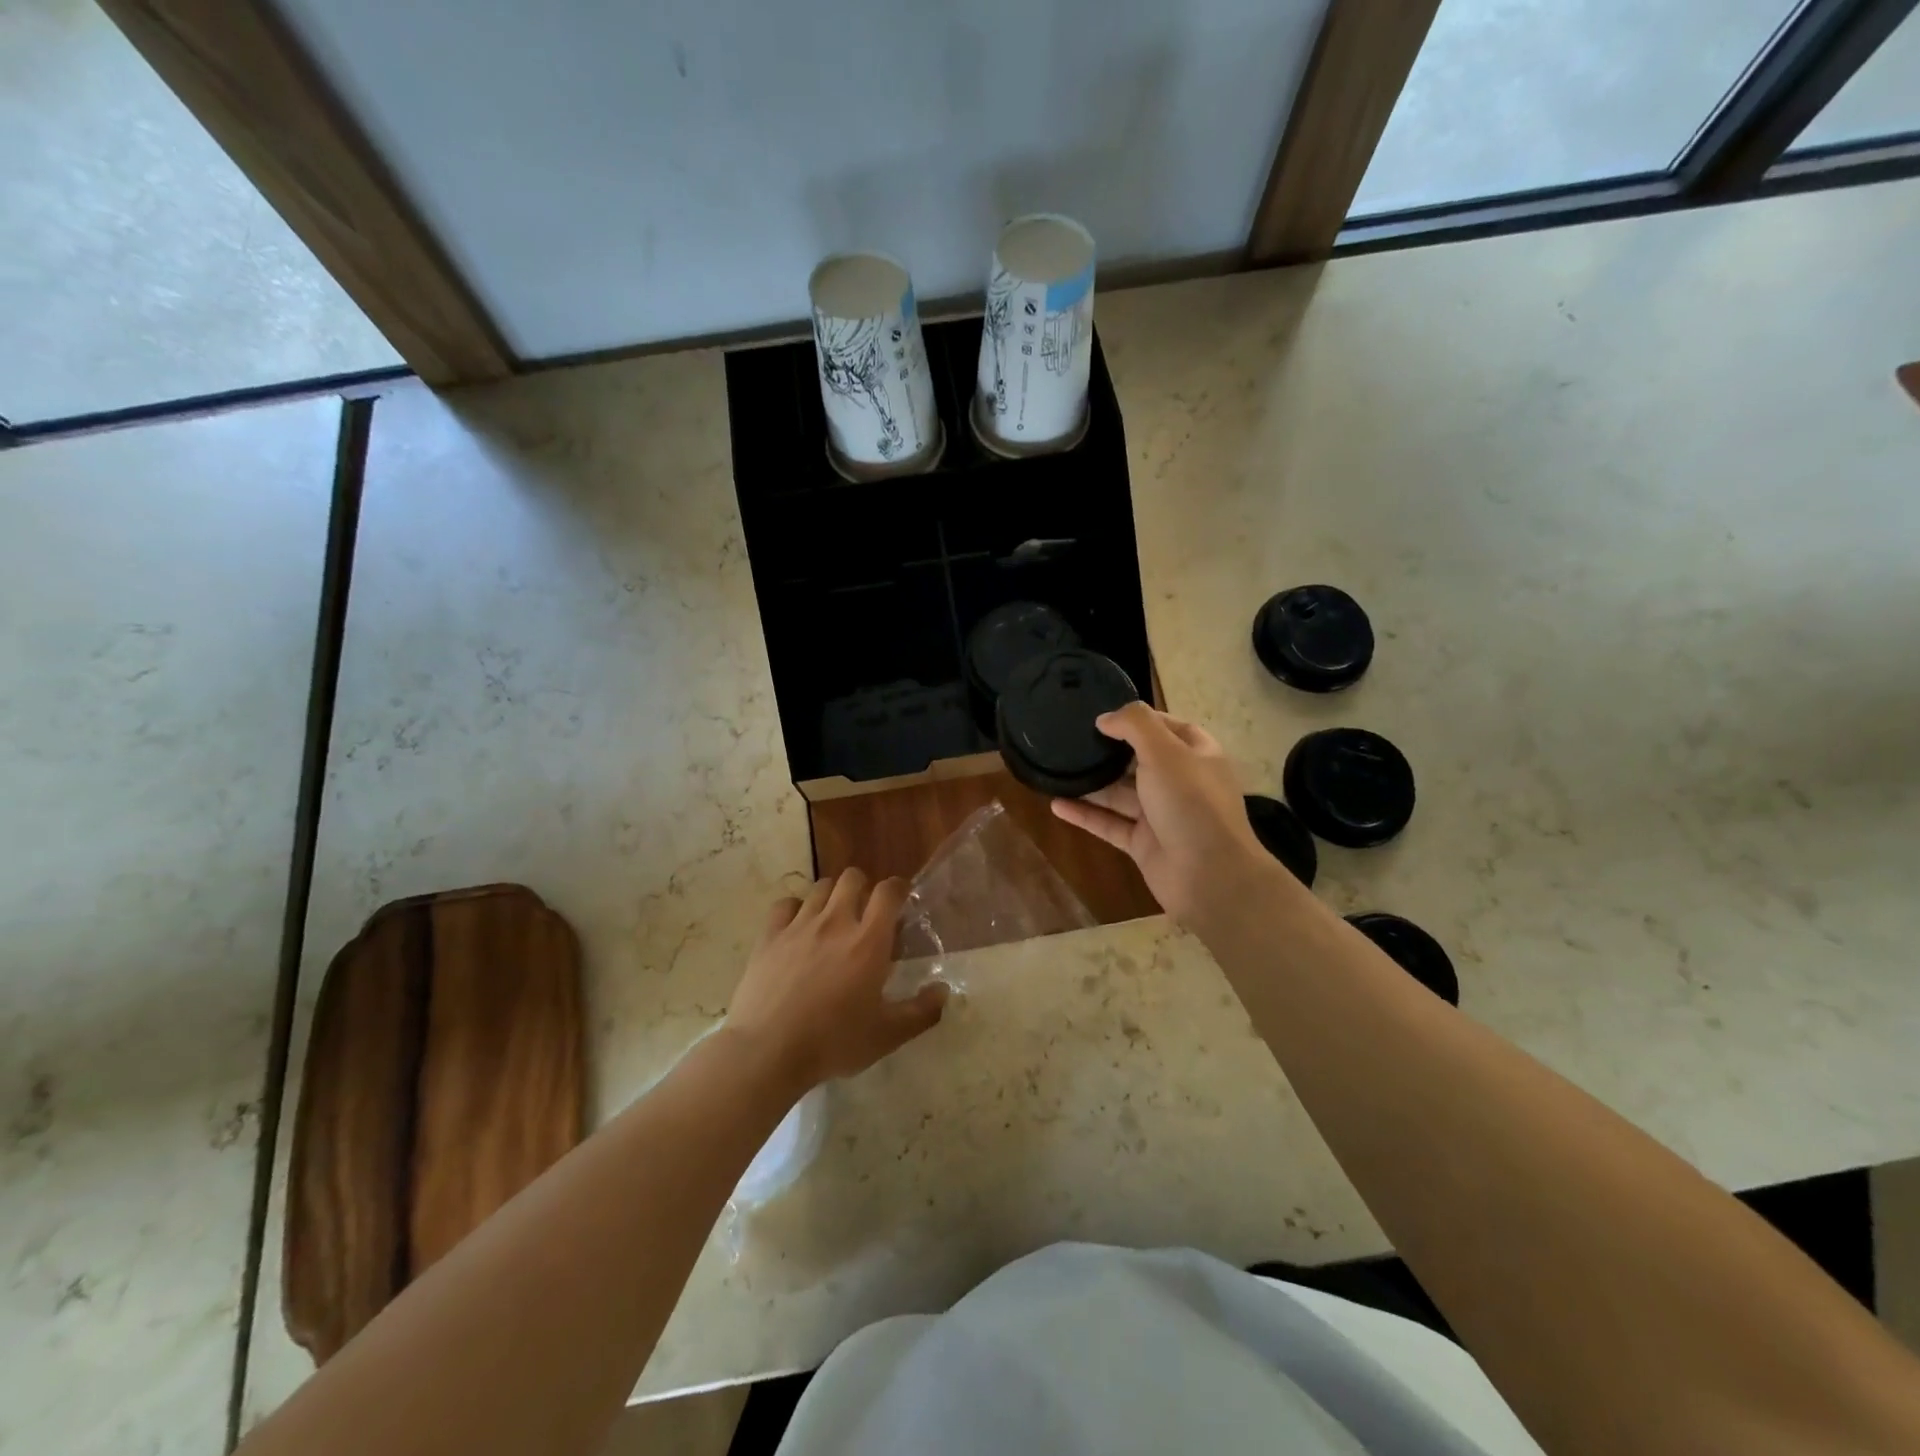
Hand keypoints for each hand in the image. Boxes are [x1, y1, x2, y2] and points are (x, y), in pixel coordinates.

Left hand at [724, 869, 946, 1092]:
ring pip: (820, 887)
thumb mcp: (887, 1035)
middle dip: (863, 887)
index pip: (888, 892)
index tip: (901, 898)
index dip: (898, 888)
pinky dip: (795, 909)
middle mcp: (836, 922)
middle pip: (852, 878)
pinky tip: (797, 927)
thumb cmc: (833, 1042)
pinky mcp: (769, 936)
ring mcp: (799, 926)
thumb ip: (921, 1012)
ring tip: (832, 918)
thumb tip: (943, 991)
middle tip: (865, 912)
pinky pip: (785, 905)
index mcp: (869, 941)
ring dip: (831, 896)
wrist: (768, 1051)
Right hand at [1051, 703, 1272, 925]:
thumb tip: (1105, 719)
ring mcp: (1161, 815)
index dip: (1140, 719)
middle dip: (1110, 751)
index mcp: (1196, 755)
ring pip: (1120, 794)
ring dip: (1092, 783)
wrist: (1209, 876)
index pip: (1168, 727)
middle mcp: (1180, 782)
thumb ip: (1135, 725)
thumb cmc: (1191, 803)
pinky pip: (1109, 824)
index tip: (1104, 715)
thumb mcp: (1165, 751)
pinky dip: (1085, 815)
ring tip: (1057, 769)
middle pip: (1140, 760)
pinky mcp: (1143, 843)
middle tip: (1072, 739)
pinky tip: (1056, 805)